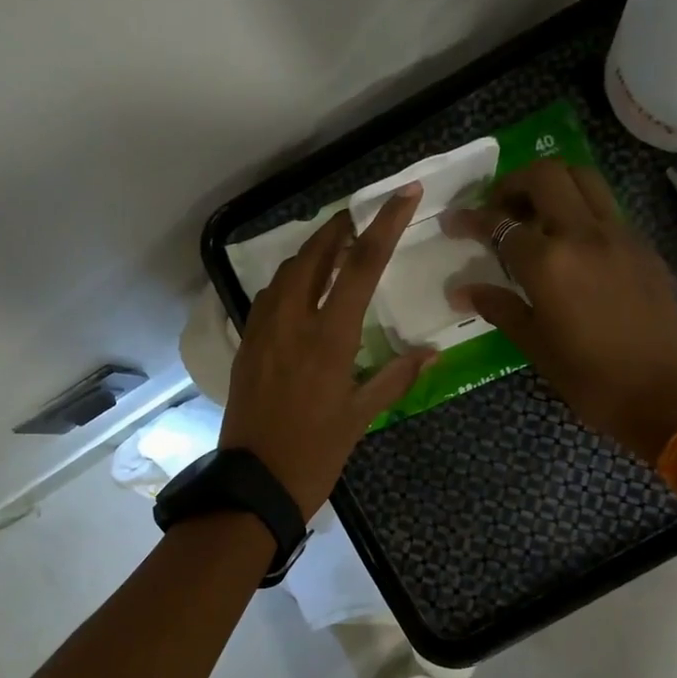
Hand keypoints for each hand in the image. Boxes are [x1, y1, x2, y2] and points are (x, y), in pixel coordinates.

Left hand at [220, 186, 435, 519]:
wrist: (254, 484)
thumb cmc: (315, 454)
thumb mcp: (361, 418)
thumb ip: (396, 377)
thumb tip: (430, 352)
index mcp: (329, 338)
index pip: (361, 265)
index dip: (384, 224)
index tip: (403, 193)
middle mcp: (292, 323)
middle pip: (314, 256)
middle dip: (338, 228)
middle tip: (358, 216)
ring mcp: (263, 332)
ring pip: (285, 274)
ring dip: (311, 253)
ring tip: (332, 249)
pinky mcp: (246, 346)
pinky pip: (267, 299)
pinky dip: (288, 282)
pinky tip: (300, 291)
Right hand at [441, 160, 676, 460]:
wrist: (665, 393)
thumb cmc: (589, 377)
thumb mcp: (534, 344)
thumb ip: (498, 306)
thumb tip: (462, 291)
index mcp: (549, 262)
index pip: (500, 223)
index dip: (471, 218)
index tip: (453, 221)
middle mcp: (584, 234)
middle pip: (546, 175)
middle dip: (514, 183)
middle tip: (499, 209)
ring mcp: (619, 235)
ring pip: (583, 179)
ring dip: (552, 184)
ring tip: (535, 215)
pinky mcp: (643, 246)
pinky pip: (606, 207)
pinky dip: (580, 207)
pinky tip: (571, 243)